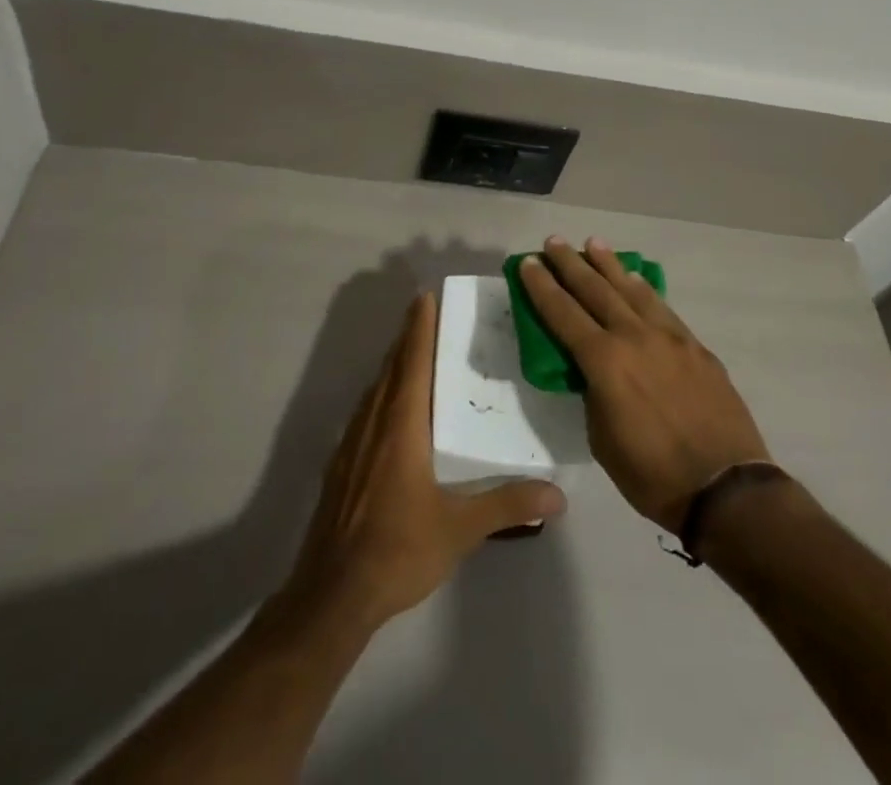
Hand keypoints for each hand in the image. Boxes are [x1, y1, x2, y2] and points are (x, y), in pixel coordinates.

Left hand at [283, 292, 566, 630]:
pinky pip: (365, 413)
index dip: (419, 328)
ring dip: (393, 365)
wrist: (332, 595)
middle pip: (391, 368)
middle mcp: (373, 424)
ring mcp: (352, 445)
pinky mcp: (341, 467)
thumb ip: (507, 504)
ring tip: (413, 353)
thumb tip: (558, 494)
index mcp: (401, 426)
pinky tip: (390, 411)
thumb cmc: (397, 550)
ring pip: (375, 390)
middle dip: (408, 338)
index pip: (412, 362)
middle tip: (426, 314)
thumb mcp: (459, 529)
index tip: (424, 296)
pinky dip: (381, 394)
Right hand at [519, 237, 770, 533]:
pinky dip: (643, 288)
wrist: (726, 488)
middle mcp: (634, 337)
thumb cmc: (653, 475)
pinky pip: (661, 306)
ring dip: (609, 265)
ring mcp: (669, 337)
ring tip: (593, 243)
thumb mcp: (603, 440)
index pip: (563, 314)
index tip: (528, 263)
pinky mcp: (695, 345)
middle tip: (554, 241)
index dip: (542, 287)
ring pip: (631, 289)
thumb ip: (593, 394)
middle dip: (570, 264)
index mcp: (605, 362)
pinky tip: (635, 280)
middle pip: (595, 290)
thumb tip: (593, 372)